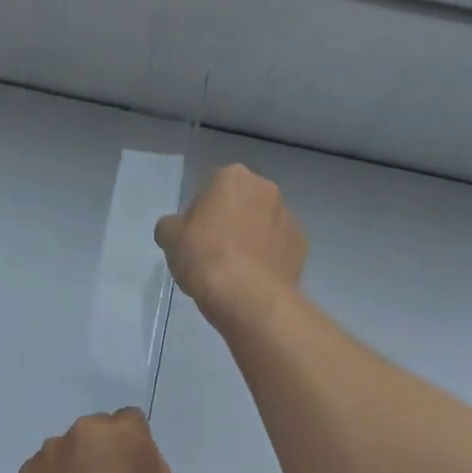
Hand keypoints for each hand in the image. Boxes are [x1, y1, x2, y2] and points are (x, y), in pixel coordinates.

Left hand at [6, 409, 171, 472]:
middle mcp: (84, 432)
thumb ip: (144, 464)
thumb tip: (126, 455)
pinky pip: (46, 470)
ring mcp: (49, 452)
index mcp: (123, 435)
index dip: (131, 449)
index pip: (131, 422)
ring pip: (69, 451)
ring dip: (74, 469)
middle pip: (97, 432)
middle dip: (100, 454)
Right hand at [154, 165, 306, 332]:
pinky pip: (279, 246)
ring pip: (263, 223)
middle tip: (214, 251)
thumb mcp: (170, 238)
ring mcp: (288, 216)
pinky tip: (255, 278)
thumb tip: (177, 228)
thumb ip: (172, 225)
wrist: (247, 295)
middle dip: (230, 220)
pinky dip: (269, 257)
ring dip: (252, 237)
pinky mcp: (302, 244)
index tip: (194, 237)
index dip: (200, 213)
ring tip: (237, 269)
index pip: (211, 188)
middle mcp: (265, 188)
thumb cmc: (204, 256)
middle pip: (241, 202)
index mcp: (232, 177)